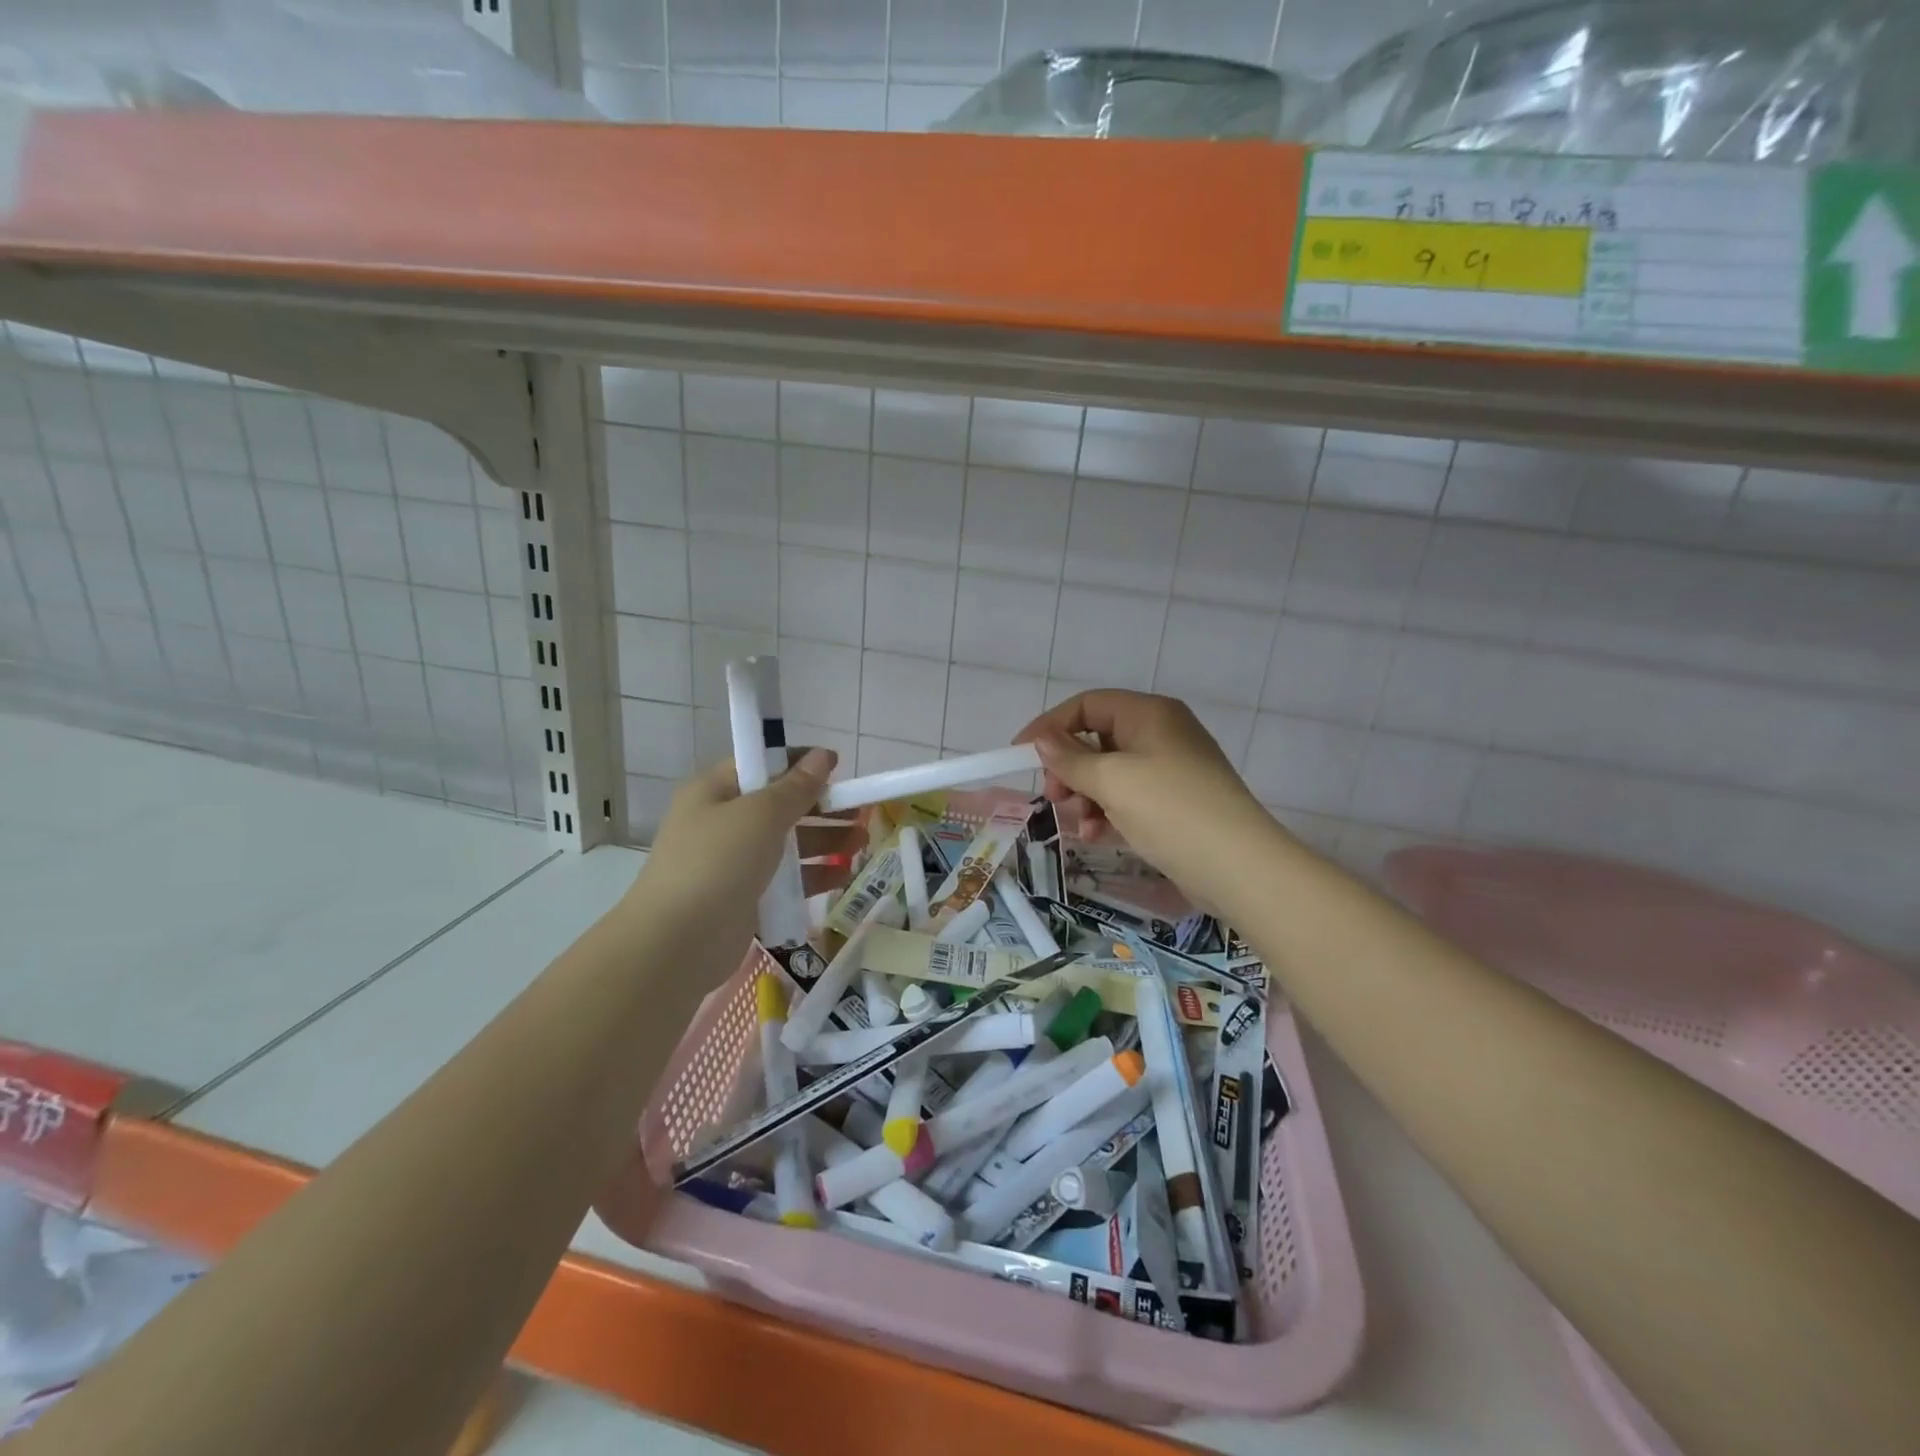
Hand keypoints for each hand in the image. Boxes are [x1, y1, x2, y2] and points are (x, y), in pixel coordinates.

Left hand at [628, 748, 857, 938]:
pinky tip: (843, 875)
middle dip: (821, 806)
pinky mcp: (745, 898)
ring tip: (861, 842)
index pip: (760, 764)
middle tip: (860, 809)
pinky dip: (812, 875)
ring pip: (786, 844)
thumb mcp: (760, 815)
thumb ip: (796, 787)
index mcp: (714, 792)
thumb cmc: (717, 862)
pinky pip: (785, 879)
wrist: (677, 943)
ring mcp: (733, 863)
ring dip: (824, 840)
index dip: (798, 763)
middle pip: (779, 805)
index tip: (838, 767)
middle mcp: (722, 823)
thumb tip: (823, 755)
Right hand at [1014, 690, 1280, 909]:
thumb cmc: (1171, 810)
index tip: (1020, 754)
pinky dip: (1107, 811)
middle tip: (1054, 796)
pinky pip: (1128, 796)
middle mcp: (1160, 732)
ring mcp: (1170, 768)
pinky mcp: (1174, 801)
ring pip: (1110, 771)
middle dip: (1069, 768)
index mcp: (1148, 714)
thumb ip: (1071, 759)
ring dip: (1085, 795)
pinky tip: (1095, 835)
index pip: (1087, 705)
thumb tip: (1043, 740)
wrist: (1239, 866)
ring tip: (1078, 824)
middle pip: (1097, 738)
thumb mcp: (1113, 781)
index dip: (1050, 726)